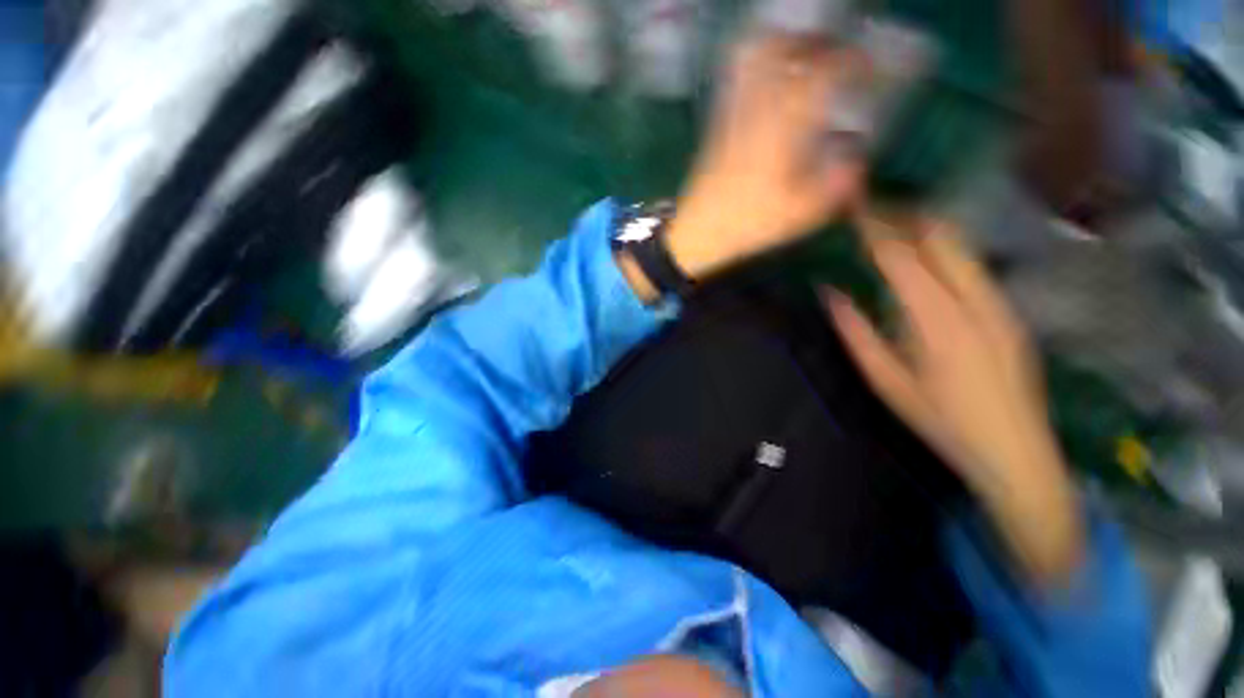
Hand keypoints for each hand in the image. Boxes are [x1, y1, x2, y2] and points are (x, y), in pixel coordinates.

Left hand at [665, 32, 865, 279]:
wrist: (699, 231)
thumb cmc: (748, 223)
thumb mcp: (800, 214)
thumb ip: (835, 184)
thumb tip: (858, 158)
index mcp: (783, 128)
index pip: (820, 74)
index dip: (849, 60)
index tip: (867, 63)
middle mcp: (758, 110)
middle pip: (782, 50)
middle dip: (812, 42)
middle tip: (832, 52)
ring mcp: (733, 114)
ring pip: (755, 60)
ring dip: (784, 47)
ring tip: (804, 59)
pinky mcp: (718, 126)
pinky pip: (739, 82)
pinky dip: (759, 67)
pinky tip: (772, 83)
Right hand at [825, 215, 1083, 585]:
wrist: (1016, 453)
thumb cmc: (941, 422)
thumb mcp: (886, 382)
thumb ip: (856, 334)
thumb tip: (831, 293)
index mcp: (940, 322)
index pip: (902, 259)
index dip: (875, 230)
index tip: (852, 209)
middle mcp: (977, 301)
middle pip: (942, 238)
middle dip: (904, 217)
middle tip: (870, 211)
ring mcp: (1000, 303)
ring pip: (962, 248)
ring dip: (924, 231)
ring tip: (890, 228)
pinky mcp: (1009, 311)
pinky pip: (971, 266)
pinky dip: (942, 252)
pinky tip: (922, 263)